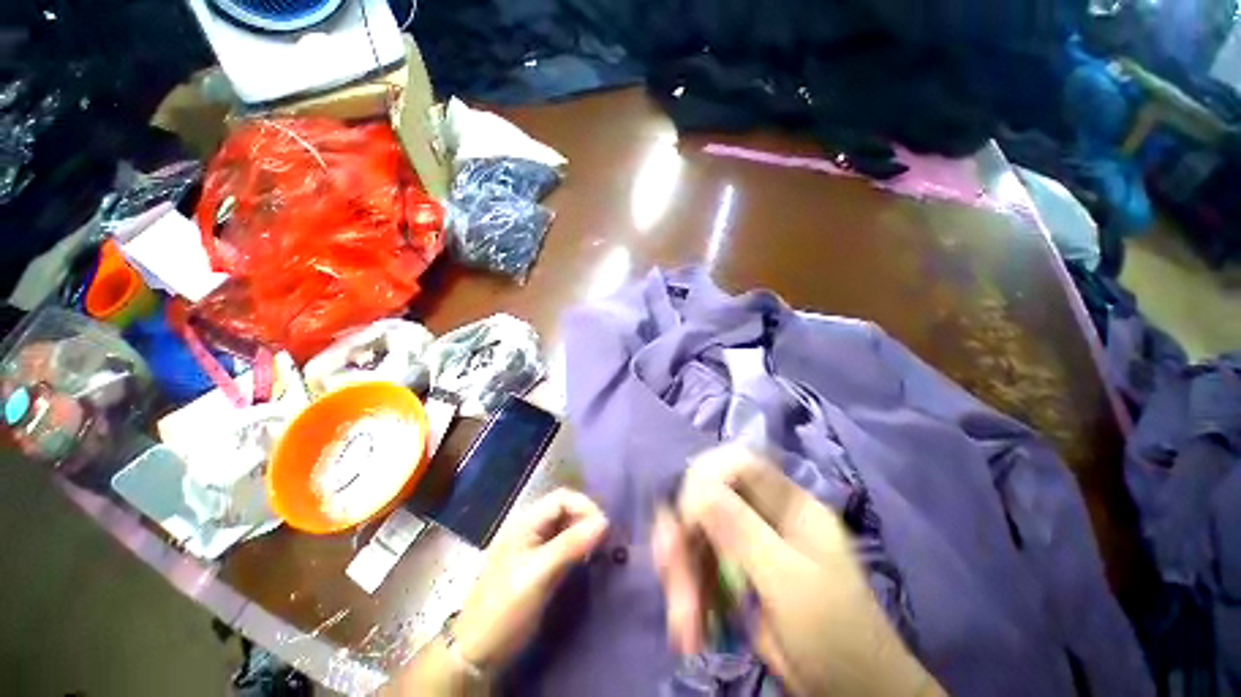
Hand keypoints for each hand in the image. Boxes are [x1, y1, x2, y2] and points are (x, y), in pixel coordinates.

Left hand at [453, 488, 609, 670]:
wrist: (477, 653)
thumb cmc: (506, 607)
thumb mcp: (539, 573)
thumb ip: (571, 544)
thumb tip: (605, 521)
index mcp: (525, 523)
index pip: (562, 498)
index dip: (585, 507)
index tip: (604, 529)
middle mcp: (530, 529)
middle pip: (565, 510)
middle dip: (586, 520)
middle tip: (604, 541)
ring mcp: (533, 549)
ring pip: (565, 529)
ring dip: (583, 535)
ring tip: (598, 551)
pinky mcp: (538, 568)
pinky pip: (563, 548)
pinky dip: (578, 550)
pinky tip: (586, 562)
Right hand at [653, 446, 942, 696]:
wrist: (851, 693)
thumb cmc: (834, 636)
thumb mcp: (790, 583)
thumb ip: (743, 532)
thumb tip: (696, 488)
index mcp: (789, 503)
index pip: (737, 463)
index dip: (704, 480)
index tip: (688, 519)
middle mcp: (764, 514)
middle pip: (707, 500)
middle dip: (684, 537)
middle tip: (670, 575)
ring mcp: (748, 542)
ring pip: (696, 534)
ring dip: (681, 574)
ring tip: (683, 625)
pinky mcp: (735, 571)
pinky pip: (698, 565)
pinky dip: (688, 593)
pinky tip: (690, 629)